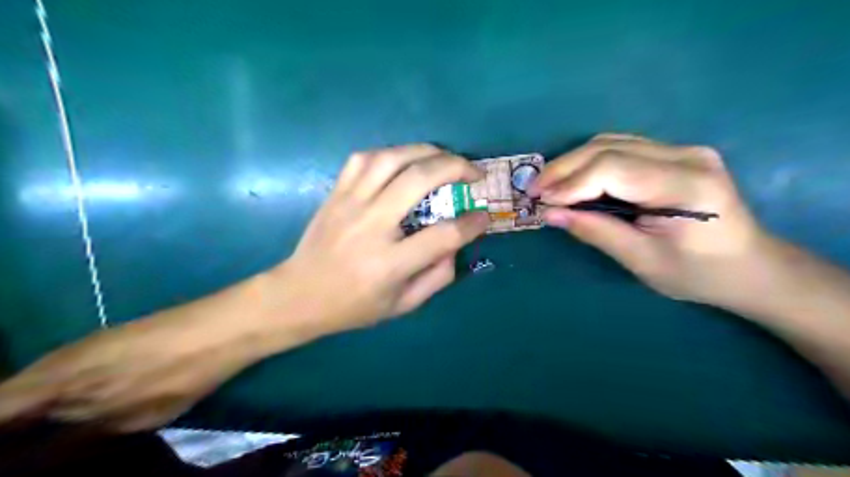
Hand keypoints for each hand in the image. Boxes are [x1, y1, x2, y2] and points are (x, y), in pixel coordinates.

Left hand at [0, 142, 487, 432]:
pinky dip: (390, 152)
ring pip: (391, 159)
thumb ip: (437, 277)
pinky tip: (404, 160)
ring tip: (445, 158)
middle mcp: (371, 226)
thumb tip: (456, 244)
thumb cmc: (353, 306)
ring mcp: (349, 204)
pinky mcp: (335, 193)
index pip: (443, 235)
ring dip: (426, 151)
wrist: (298, 295)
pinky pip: (363, 158)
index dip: (472, 224)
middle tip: (474, 173)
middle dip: (456, 168)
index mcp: (389, 263)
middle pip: (419, 180)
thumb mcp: (402, 306)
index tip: (485, 217)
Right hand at [529, 132, 763, 306]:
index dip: (570, 183)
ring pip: (610, 143)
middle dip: (564, 168)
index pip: (613, 168)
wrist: (749, 266)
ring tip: (548, 186)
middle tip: (534, 190)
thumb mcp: (642, 261)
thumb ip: (596, 231)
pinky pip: (620, 148)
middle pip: (608, 148)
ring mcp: (682, 150)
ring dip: (573, 163)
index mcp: (686, 186)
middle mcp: (686, 155)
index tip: (540, 201)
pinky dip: (589, 163)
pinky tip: (574, 180)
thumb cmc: (698, 273)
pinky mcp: (673, 154)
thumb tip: (550, 214)